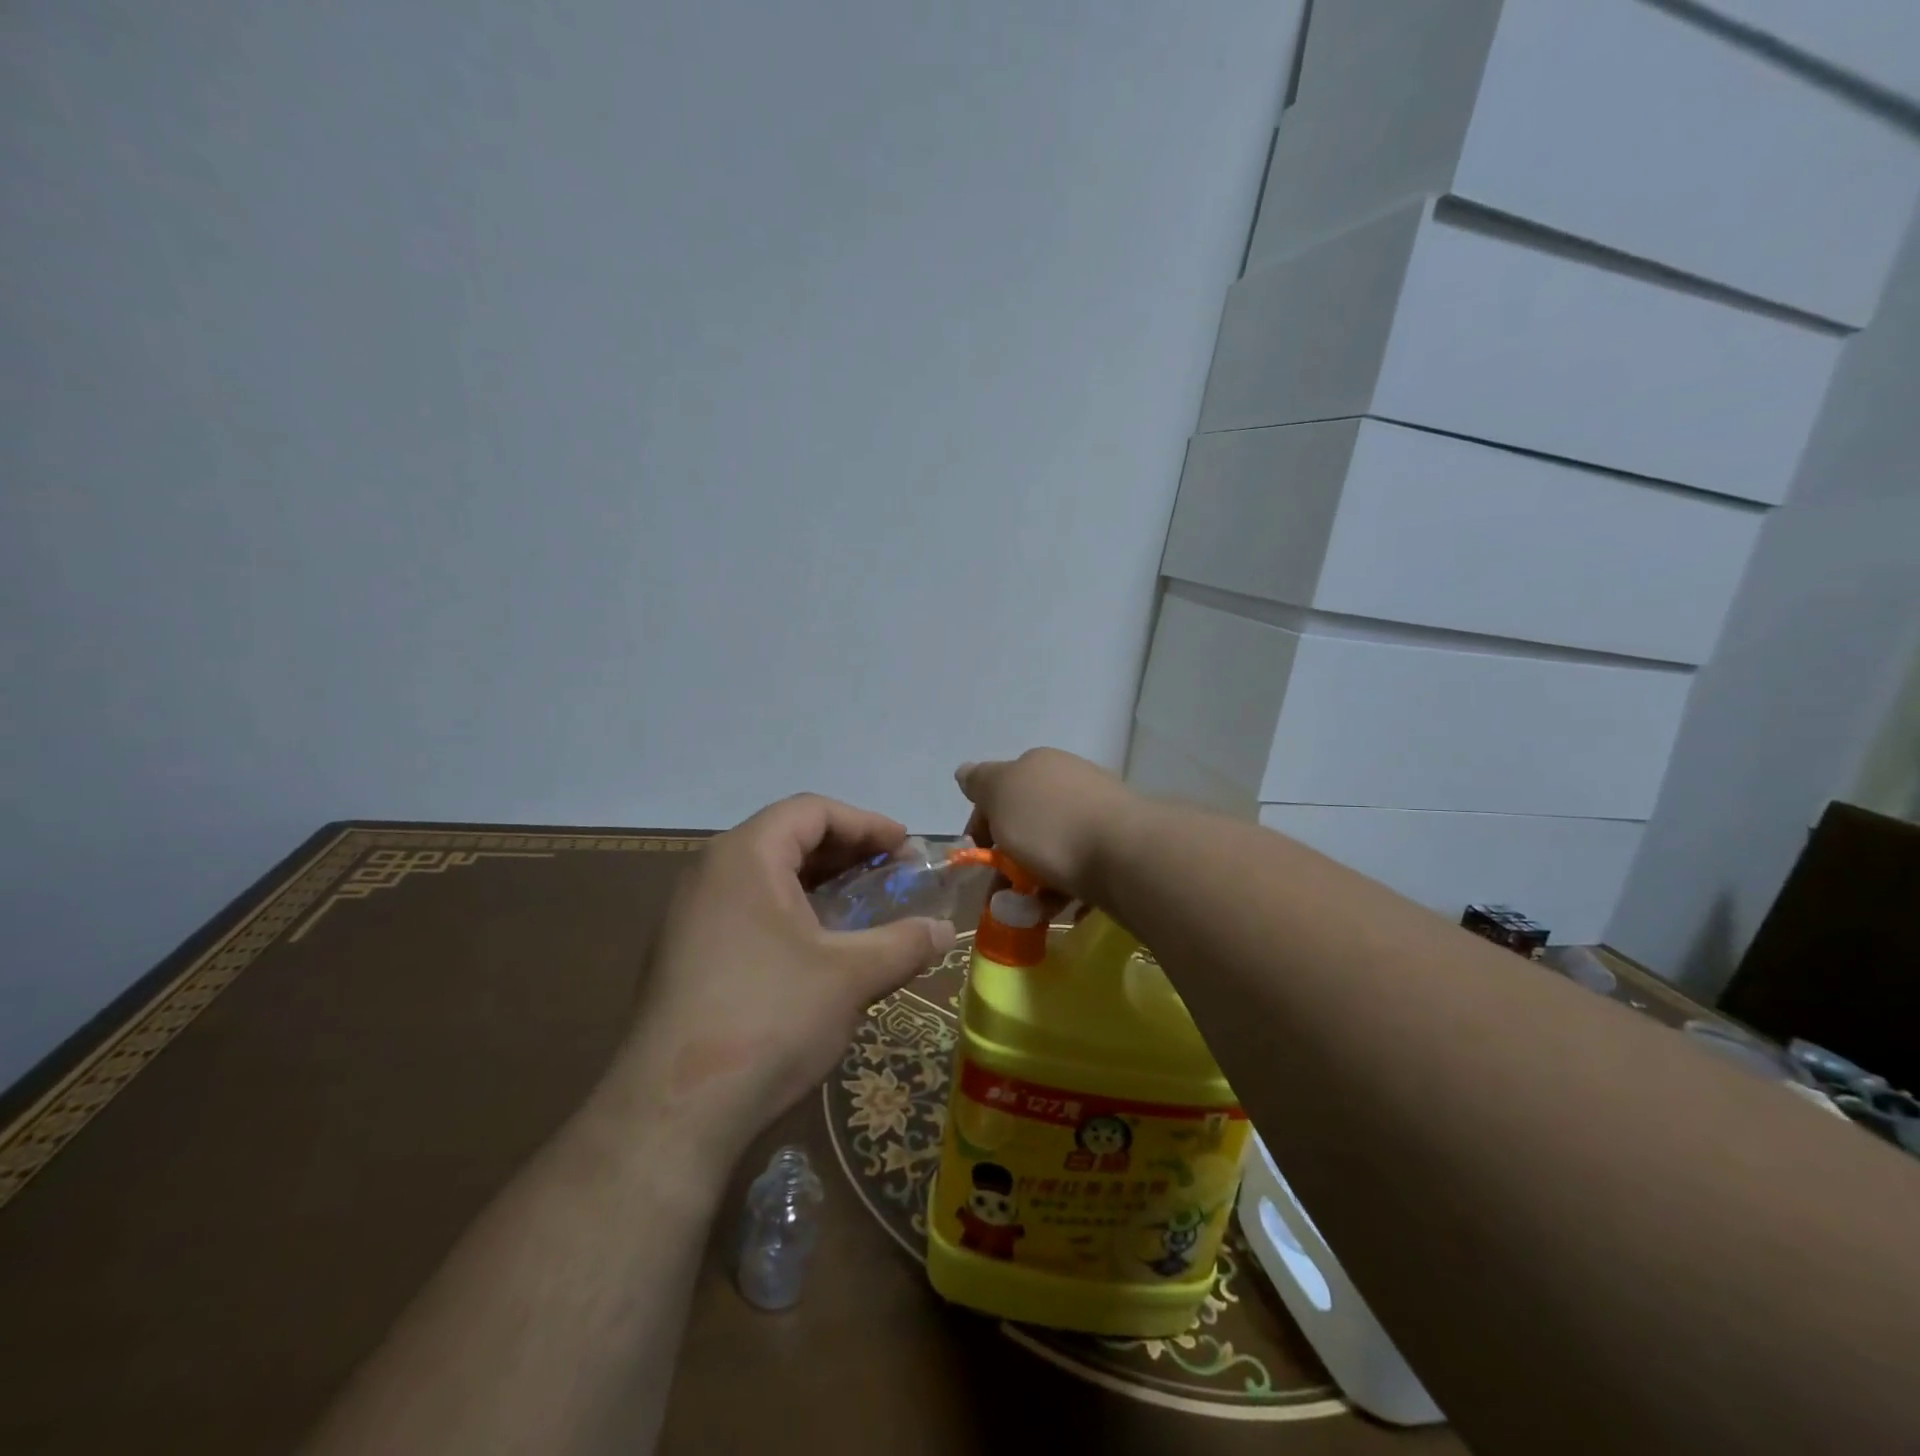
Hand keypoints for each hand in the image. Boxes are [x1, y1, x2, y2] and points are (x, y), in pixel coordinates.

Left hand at [611, 795, 954, 1178]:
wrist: (673, 1113)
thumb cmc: (769, 1018)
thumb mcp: (851, 976)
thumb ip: (906, 943)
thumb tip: (946, 930)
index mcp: (745, 856)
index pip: (811, 810)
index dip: (866, 823)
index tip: (907, 847)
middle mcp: (711, 873)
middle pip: (788, 837)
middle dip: (848, 852)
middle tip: (894, 875)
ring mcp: (691, 916)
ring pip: (768, 877)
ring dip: (821, 884)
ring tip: (865, 908)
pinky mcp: (686, 956)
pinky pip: (748, 910)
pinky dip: (793, 913)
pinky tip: (821, 949)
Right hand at [956, 748, 1142, 903]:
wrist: (1126, 854)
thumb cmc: (1051, 823)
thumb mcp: (1000, 794)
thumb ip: (980, 783)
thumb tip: (966, 771)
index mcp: (1038, 764)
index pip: (997, 791)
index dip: (981, 826)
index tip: (978, 860)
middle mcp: (1069, 780)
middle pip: (1026, 821)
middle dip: (1009, 858)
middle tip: (1001, 894)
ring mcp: (1098, 811)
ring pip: (1053, 847)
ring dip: (1036, 880)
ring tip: (1030, 912)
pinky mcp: (1119, 845)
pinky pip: (1082, 867)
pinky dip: (1068, 889)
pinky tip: (1065, 910)